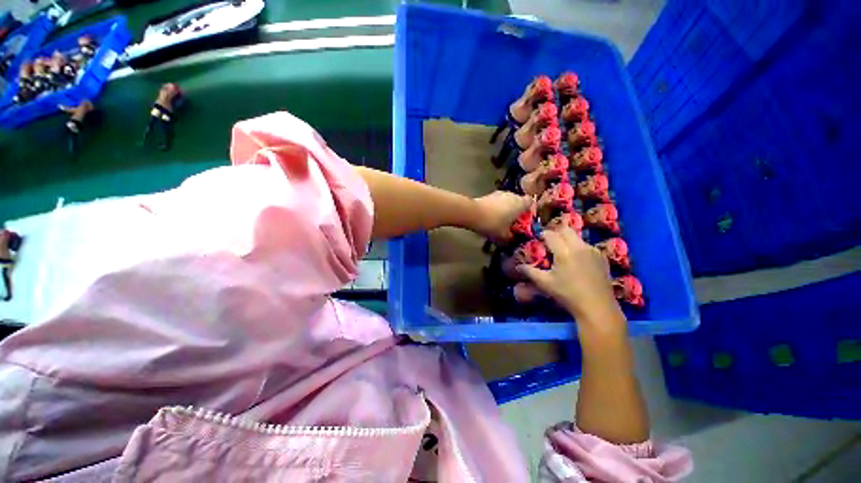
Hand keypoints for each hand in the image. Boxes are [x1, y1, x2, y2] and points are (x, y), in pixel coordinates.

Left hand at [473, 191, 533, 242]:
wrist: (472, 213)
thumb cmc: (492, 224)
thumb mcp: (503, 236)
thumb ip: (511, 238)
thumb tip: (513, 239)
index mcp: (520, 203)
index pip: (531, 202)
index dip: (529, 211)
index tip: (525, 220)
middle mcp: (512, 195)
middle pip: (518, 202)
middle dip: (516, 212)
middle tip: (512, 224)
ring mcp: (499, 193)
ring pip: (507, 201)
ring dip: (505, 210)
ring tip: (500, 222)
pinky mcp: (489, 195)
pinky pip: (497, 202)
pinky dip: (496, 209)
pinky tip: (491, 218)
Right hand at [517, 228, 622, 326]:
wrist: (598, 307)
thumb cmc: (568, 295)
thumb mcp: (545, 283)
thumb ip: (530, 272)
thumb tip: (518, 266)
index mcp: (564, 252)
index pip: (550, 235)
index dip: (542, 235)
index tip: (538, 240)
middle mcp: (579, 247)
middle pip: (565, 230)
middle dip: (556, 233)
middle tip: (549, 243)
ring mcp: (593, 251)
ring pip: (577, 237)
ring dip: (567, 240)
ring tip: (562, 253)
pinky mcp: (602, 257)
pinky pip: (587, 245)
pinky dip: (578, 248)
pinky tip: (576, 261)